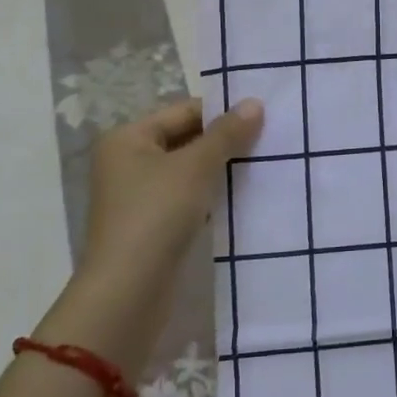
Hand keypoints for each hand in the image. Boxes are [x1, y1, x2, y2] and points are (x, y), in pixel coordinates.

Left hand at [81, 97, 264, 281]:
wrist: (128, 293)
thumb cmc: (157, 214)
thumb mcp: (197, 166)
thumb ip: (227, 133)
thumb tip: (255, 102)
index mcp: (128, 138)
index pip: (183, 111)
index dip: (222, 112)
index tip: (262, 116)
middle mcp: (127, 162)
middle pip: (186, 139)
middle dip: (224, 141)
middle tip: (269, 139)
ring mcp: (138, 196)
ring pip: (189, 171)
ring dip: (220, 169)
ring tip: (262, 164)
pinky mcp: (151, 226)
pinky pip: (187, 198)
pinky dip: (211, 195)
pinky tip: (242, 196)